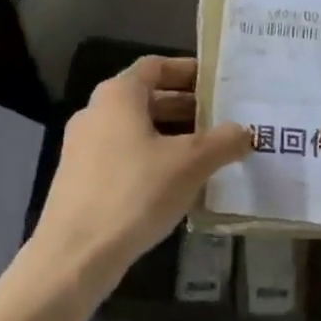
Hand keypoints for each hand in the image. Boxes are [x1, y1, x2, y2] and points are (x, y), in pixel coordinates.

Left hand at [34, 56, 250, 288]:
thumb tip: (244, 132)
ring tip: (210, 154)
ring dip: (172, 137)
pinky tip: (179, 185)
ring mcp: (84, 148)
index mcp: (117, 96)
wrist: (76, 254)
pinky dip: (153, 160)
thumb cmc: (135, 192)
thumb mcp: (191, 163)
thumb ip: (223, 141)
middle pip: (147, 99)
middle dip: (186, 108)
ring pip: (136, 131)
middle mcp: (96, 113)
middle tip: (223, 120)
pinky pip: (125, 157)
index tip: (217, 82)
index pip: (155, 66)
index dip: (188, 70)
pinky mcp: (81, 179)